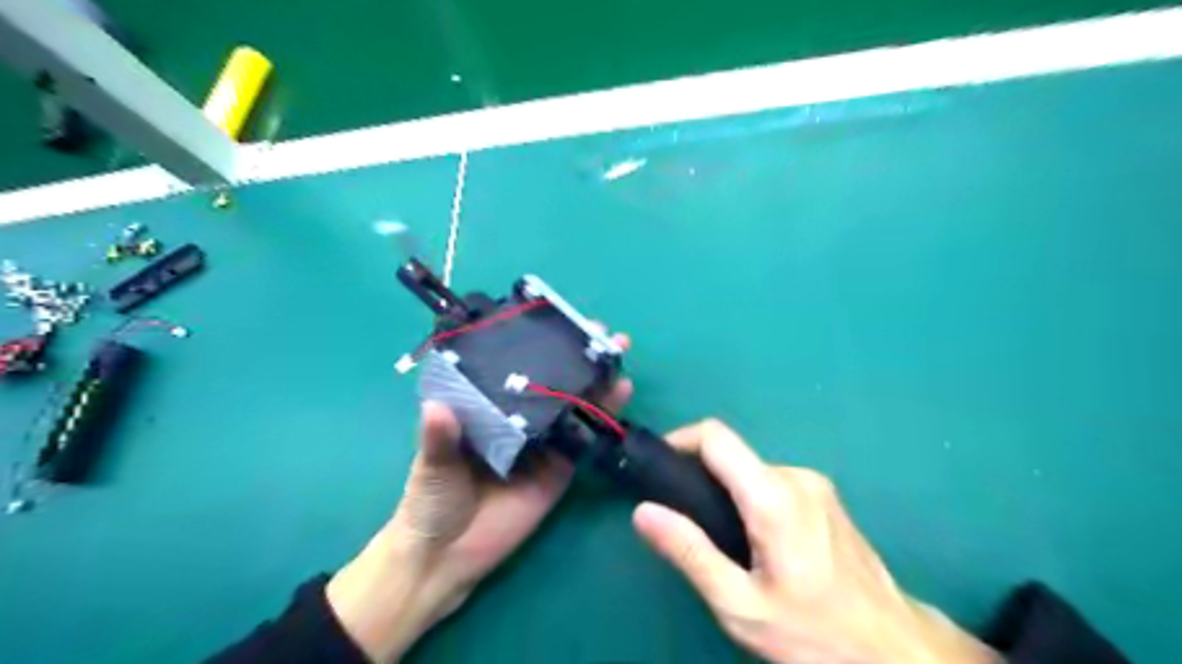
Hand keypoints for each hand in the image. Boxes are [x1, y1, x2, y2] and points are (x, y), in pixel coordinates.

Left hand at [327, 330, 631, 659]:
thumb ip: (439, 440)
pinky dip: (604, 417)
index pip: (514, 369)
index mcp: (488, 409)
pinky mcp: (562, 469)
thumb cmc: (432, 502)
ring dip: (598, 379)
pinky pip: (585, 440)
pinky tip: (621, 393)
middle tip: (600, 332)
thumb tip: (437, 408)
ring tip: (618, 352)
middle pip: (552, 383)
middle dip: (577, 356)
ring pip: (574, 405)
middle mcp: (519, 419)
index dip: (536, 345)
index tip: (555, 320)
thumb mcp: (432, 466)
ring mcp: (544, 443)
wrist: (449, 558)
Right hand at [633, 422, 989, 660]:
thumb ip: (689, 552)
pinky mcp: (826, 498)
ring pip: (753, 472)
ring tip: (721, 541)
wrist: (897, 652)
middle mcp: (796, 476)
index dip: (680, 439)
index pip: (716, 437)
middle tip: (686, 522)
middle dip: (702, 478)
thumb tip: (644, 512)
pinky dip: (752, 500)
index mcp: (773, 495)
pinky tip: (757, 544)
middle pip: (733, 457)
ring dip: (728, 492)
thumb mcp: (740, 604)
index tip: (658, 466)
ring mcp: (817, 485)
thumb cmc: (814, 632)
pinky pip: (775, 484)